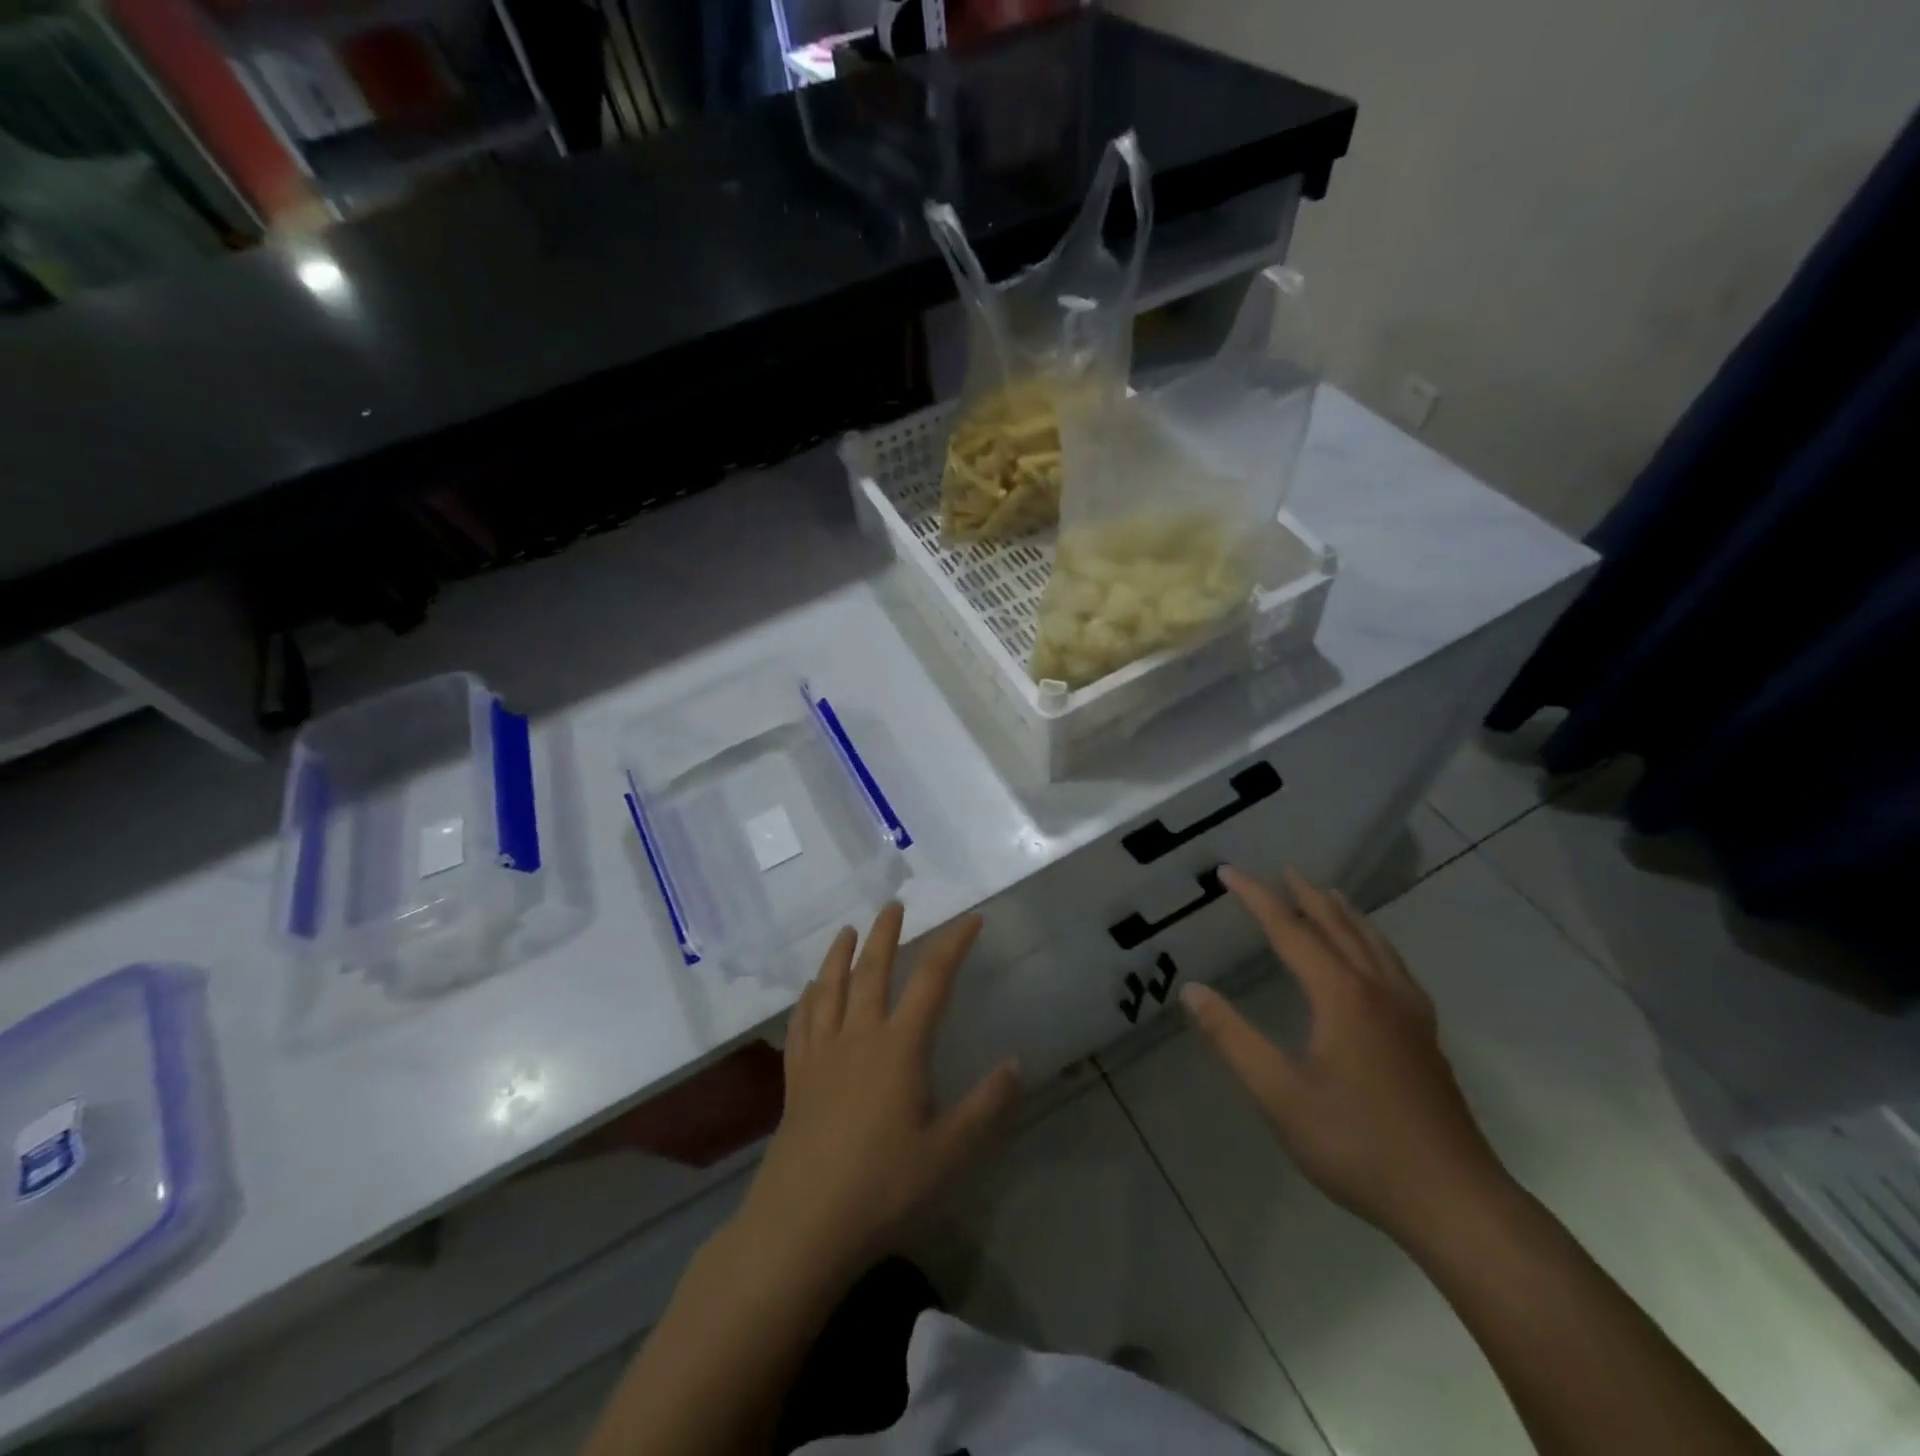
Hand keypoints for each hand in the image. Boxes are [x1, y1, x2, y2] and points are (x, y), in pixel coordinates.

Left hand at [734, 905, 1021, 1285]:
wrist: (803, 1224)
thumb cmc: (883, 1187)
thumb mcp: (950, 1153)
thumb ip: (986, 1106)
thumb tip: (1015, 1062)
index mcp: (899, 1047)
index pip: (932, 979)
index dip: (953, 944)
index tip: (970, 919)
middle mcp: (858, 1037)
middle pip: (872, 971)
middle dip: (885, 934)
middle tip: (893, 906)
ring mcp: (821, 1055)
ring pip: (830, 989)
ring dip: (839, 954)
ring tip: (846, 931)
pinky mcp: (795, 1079)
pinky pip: (801, 1024)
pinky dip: (807, 998)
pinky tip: (810, 990)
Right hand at [1181, 866, 1507, 1243]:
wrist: (1454, 1201)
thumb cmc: (1357, 1145)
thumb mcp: (1280, 1095)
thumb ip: (1233, 1039)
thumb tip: (1192, 990)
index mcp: (1341, 996)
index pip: (1290, 930)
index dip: (1257, 897)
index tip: (1229, 871)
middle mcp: (1377, 990)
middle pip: (1338, 926)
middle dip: (1306, 895)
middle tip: (1282, 869)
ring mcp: (1408, 1013)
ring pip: (1374, 944)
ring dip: (1345, 914)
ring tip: (1328, 895)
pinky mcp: (1425, 1036)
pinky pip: (1395, 967)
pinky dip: (1374, 943)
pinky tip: (1375, 957)